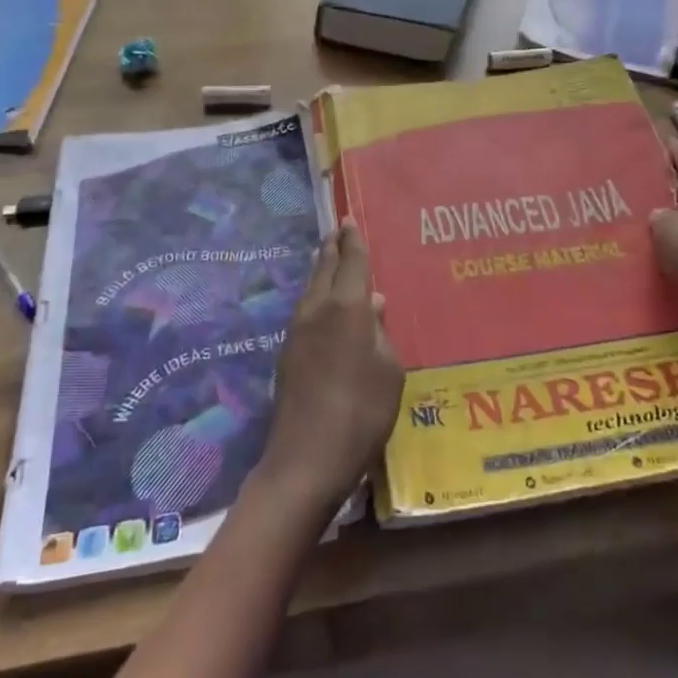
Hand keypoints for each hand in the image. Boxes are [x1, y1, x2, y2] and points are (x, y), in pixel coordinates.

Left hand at [254, 220, 403, 512]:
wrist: (307, 457)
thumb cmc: (362, 411)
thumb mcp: (389, 371)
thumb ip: (381, 333)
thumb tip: (373, 305)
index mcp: (346, 308)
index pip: (350, 262)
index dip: (352, 240)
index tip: (348, 220)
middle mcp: (317, 310)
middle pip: (324, 269)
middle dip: (332, 248)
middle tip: (337, 231)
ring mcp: (297, 331)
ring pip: (311, 289)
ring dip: (321, 271)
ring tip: (328, 259)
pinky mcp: (287, 354)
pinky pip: (306, 311)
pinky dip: (316, 297)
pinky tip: (324, 306)